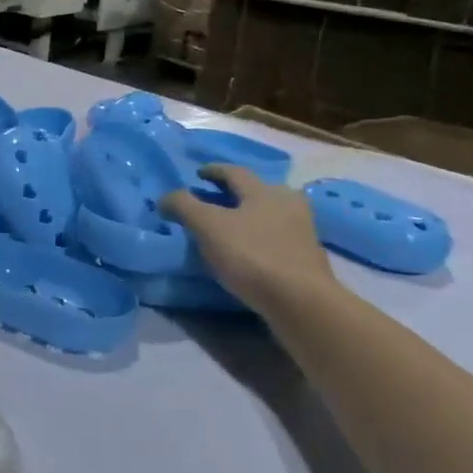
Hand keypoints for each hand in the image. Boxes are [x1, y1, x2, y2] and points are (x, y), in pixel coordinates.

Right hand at [160, 164, 337, 316]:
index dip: (213, 171)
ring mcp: (302, 231)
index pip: (234, 172)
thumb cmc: (251, 256)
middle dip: (236, 192)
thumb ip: (184, 206)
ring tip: (231, 226)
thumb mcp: (207, 227)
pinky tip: (249, 250)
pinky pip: (278, 237)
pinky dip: (261, 236)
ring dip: (250, 215)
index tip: (199, 174)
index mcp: (263, 191)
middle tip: (215, 199)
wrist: (300, 301)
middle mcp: (287, 204)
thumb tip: (166, 197)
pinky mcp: (307, 257)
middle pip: (258, 190)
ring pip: (271, 213)